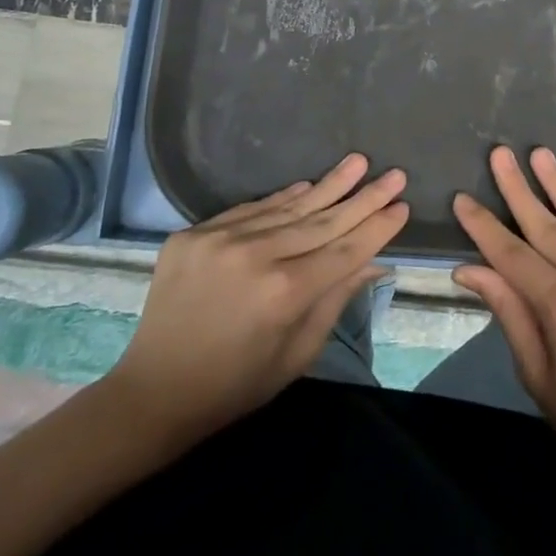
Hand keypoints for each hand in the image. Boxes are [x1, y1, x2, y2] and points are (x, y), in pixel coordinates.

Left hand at [107, 153, 407, 444]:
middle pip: (322, 221)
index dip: (376, 227)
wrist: (152, 393)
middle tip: (394, 173)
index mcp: (284, 293)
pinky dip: (282, 198)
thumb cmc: (235, 386)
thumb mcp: (297, 355)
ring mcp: (221, 239)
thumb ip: (335, 301)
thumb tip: (374, 262)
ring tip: (358, 162)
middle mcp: (255, 256)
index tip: (402, 205)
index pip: (345, 250)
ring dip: (327, 186)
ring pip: (287, 207)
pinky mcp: (193, 234)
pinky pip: (250, 210)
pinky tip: (308, 185)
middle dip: (363, 197)